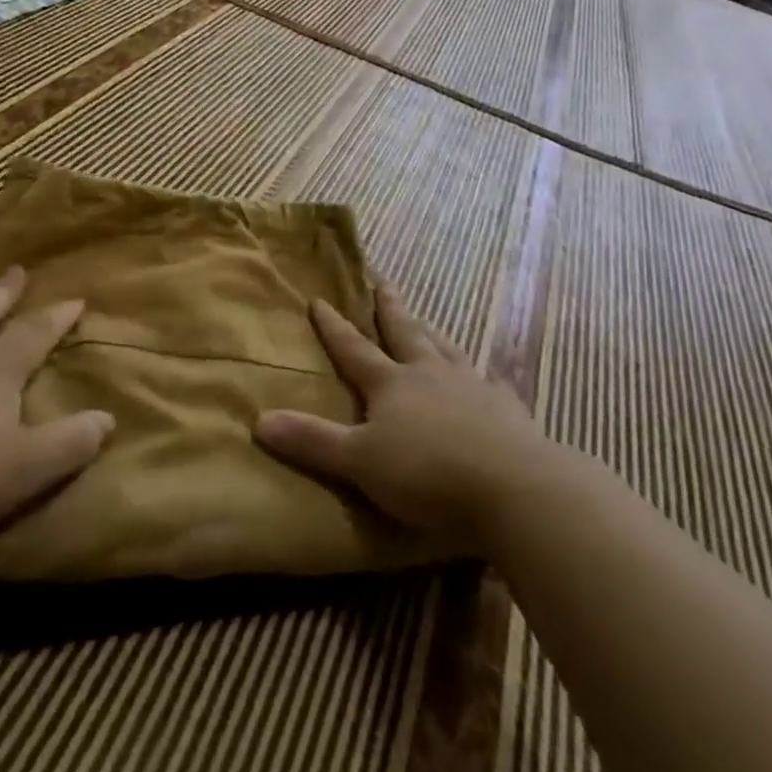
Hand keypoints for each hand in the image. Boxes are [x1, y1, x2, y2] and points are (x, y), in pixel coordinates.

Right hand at [254, 286, 547, 546]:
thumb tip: (258, 421)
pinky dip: (485, 377)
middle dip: (390, 309)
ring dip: (431, 333)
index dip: (334, 326)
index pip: (354, 348)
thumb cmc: (427, 474)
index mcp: (391, 384)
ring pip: (446, 350)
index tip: (320, 299)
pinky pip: (491, 383)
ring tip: (425, 322)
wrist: (513, 489)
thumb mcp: (359, 462)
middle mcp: (430, 373)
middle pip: (405, 333)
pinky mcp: (505, 409)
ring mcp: (471, 387)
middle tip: (383, 282)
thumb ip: (312, 442)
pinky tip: (490, 377)